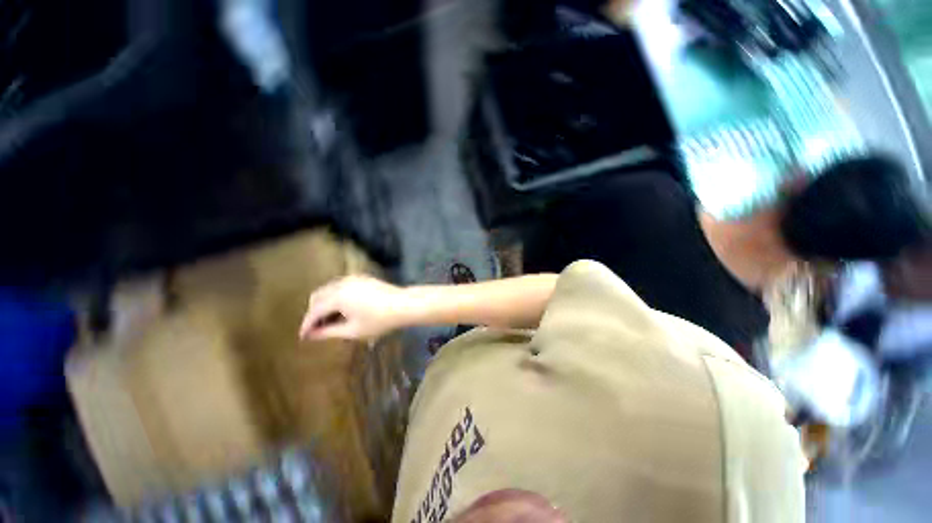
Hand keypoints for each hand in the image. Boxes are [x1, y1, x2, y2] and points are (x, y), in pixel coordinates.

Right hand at [299, 275, 408, 340]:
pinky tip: (342, 308)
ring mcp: (352, 278)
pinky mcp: (361, 278)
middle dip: (314, 313)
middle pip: (317, 297)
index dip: (307, 325)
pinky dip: (335, 296)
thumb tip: (312, 335)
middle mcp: (341, 284)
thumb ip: (329, 332)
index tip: (303, 337)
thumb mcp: (353, 331)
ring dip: (324, 303)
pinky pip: (340, 285)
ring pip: (328, 289)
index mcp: (337, 297)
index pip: (314, 311)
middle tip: (317, 329)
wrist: (404, 304)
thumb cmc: (379, 320)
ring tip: (330, 320)